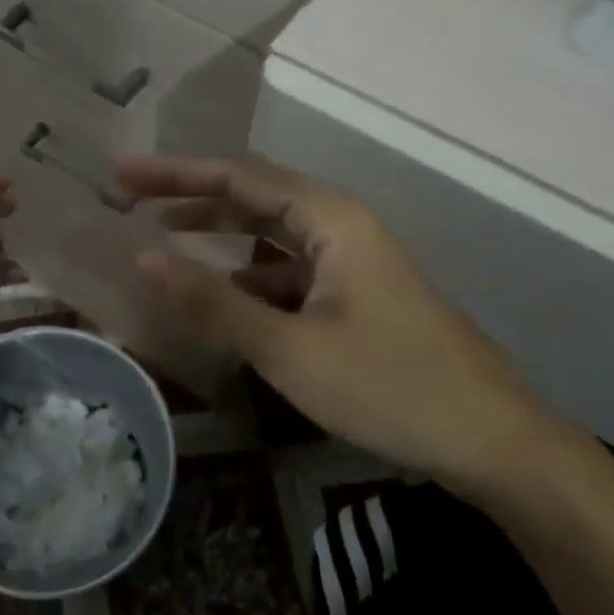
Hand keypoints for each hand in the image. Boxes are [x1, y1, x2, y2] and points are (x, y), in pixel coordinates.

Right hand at [118, 155, 559, 499]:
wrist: (493, 442)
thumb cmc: (390, 386)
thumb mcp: (290, 348)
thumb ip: (214, 301)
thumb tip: (143, 259)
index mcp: (330, 219)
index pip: (237, 177)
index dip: (174, 172)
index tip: (121, 173)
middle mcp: (340, 226)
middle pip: (253, 195)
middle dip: (190, 194)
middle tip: (129, 198)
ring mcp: (351, 261)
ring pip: (270, 233)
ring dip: (218, 232)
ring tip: (161, 235)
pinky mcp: (355, 294)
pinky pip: (288, 268)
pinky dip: (247, 273)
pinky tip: (219, 293)